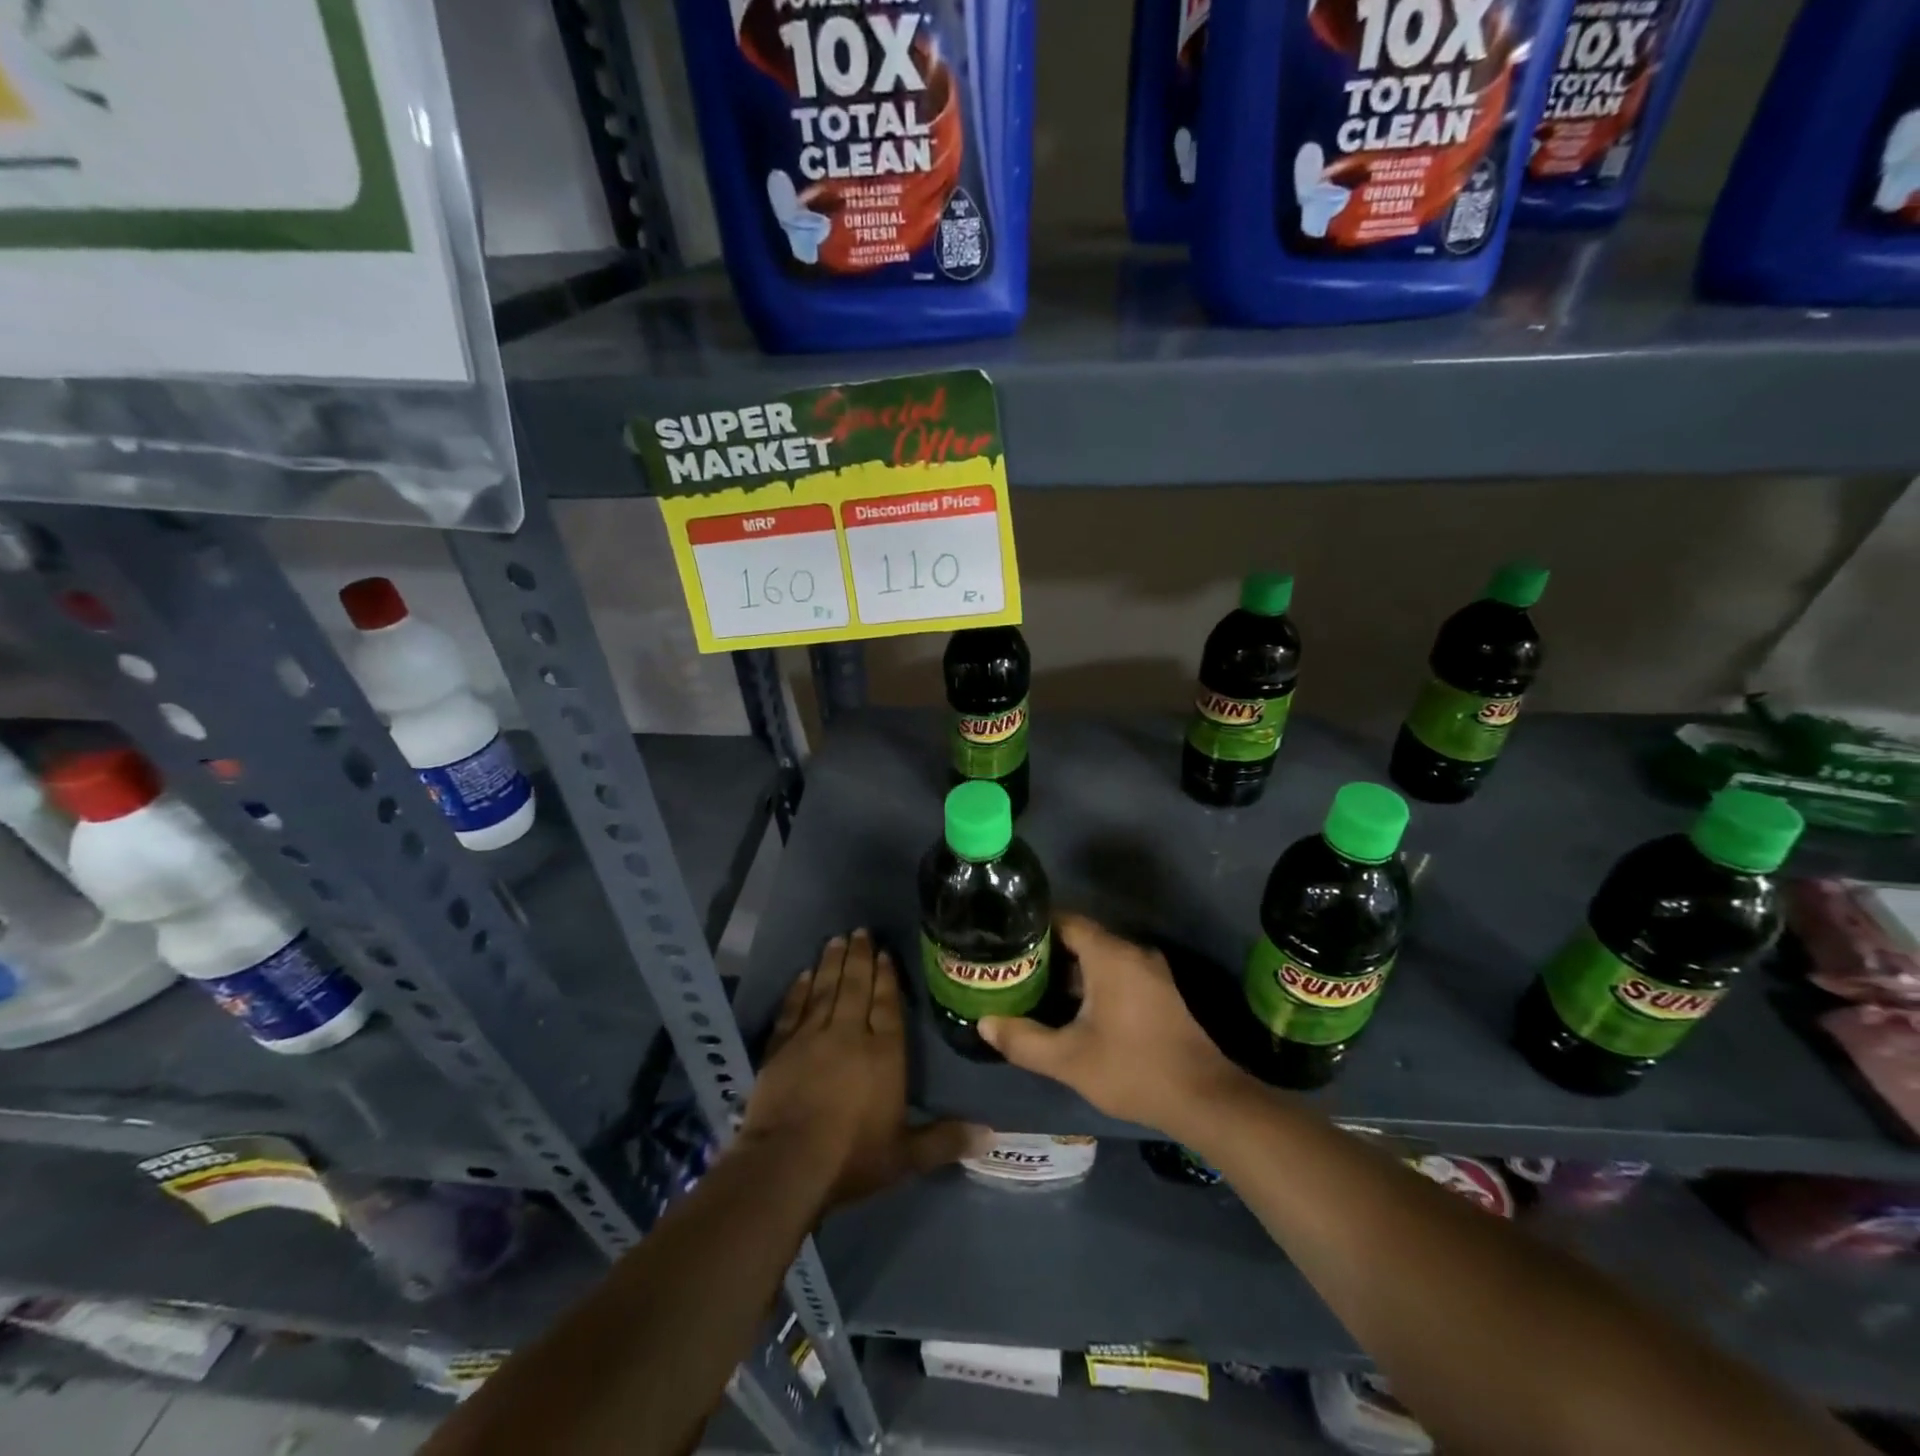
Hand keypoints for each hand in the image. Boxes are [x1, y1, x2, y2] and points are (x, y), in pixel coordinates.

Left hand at [742, 929, 973, 1206]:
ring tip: (837, 939)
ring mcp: (811, 1037)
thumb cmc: (852, 1158)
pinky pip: (793, 1009)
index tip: (885, 952)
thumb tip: (991, 1134)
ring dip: (832, 963)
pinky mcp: (780, 1048)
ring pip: (825, 990)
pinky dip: (798, 989)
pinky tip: (804, 973)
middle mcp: (849, 1034)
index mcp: (883, 1053)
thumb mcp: (905, 1156)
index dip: (887, 977)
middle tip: (861, 931)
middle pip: (856, 987)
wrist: (787, 1165)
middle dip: (860, 957)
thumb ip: (945, 1140)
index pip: (887, 1005)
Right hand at [979, 914, 1253, 1139]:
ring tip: (1030, 985)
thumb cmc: (1132, 1069)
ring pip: (1098, 957)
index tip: (1004, 939)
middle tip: (1010, 966)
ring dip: (1067, 969)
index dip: (1033, 927)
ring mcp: (1149, 972)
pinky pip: (1114, 972)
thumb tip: (984, 1023)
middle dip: (1045, 951)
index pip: (1065, 921)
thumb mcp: (1068, 1059)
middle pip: (1080, 937)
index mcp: (1110, 955)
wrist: (1202, 1098)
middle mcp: (1131, 952)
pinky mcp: (1157, 991)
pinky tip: (1066, 1006)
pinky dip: (1089, 981)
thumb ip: (1023, 1040)